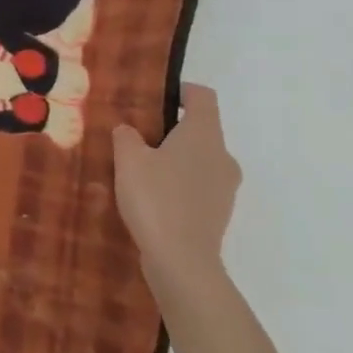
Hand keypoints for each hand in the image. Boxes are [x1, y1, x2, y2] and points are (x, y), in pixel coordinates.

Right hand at [111, 84, 240, 296]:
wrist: (182, 261)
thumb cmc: (156, 199)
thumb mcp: (128, 160)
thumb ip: (126, 136)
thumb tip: (129, 130)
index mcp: (204, 135)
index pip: (203, 97)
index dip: (181, 91)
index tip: (155, 98)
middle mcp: (223, 155)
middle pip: (200, 129)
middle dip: (170, 129)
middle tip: (136, 138)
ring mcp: (225, 186)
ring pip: (199, 159)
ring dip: (174, 159)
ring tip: (140, 171)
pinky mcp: (219, 212)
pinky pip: (198, 185)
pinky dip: (178, 183)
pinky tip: (151, 198)